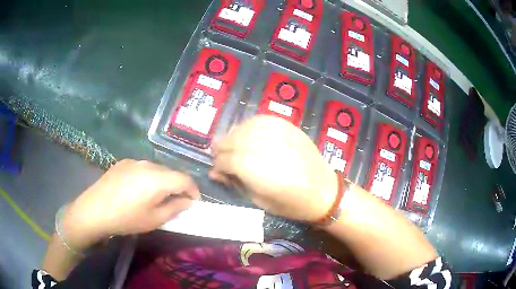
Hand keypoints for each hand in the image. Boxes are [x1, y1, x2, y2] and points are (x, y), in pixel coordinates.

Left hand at [61, 159, 199, 250]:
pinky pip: (143, 168)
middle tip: (175, 202)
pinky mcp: (123, 162)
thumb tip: (187, 201)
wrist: (94, 210)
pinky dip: (148, 177)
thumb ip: (175, 208)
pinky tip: (138, 190)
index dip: (193, 190)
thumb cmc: (126, 218)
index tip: (193, 202)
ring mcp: (134, 161)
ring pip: (157, 169)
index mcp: (157, 179)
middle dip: (177, 186)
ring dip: (163, 181)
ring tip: (156, 196)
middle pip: (171, 172)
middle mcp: (147, 164)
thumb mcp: (154, 220)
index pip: (185, 179)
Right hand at [210, 116, 337, 221]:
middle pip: (230, 141)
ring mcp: (275, 132)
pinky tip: (249, 134)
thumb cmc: (290, 203)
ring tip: (233, 146)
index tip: (217, 170)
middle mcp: (261, 146)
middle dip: (221, 149)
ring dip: (233, 136)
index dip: (217, 165)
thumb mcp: (258, 200)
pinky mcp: (286, 125)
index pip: (224, 160)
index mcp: (252, 169)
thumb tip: (214, 172)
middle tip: (220, 157)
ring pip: (243, 127)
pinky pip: (260, 119)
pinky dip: (249, 126)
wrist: (323, 191)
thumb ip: (234, 183)